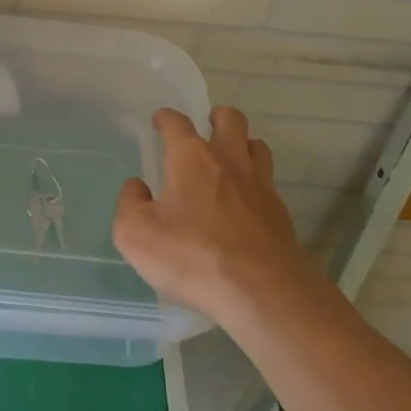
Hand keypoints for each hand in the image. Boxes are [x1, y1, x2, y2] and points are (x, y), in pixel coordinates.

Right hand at [113, 106, 304, 319]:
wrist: (262, 292)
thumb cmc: (192, 256)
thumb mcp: (136, 235)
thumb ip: (130, 204)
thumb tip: (138, 187)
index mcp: (191, 158)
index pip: (177, 123)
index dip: (166, 118)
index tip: (160, 121)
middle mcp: (229, 160)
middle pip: (231, 120)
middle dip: (218, 118)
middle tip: (207, 128)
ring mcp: (260, 185)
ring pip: (257, 147)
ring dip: (243, 146)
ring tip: (231, 161)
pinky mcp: (280, 213)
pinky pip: (268, 184)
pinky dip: (256, 185)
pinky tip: (246, 204)